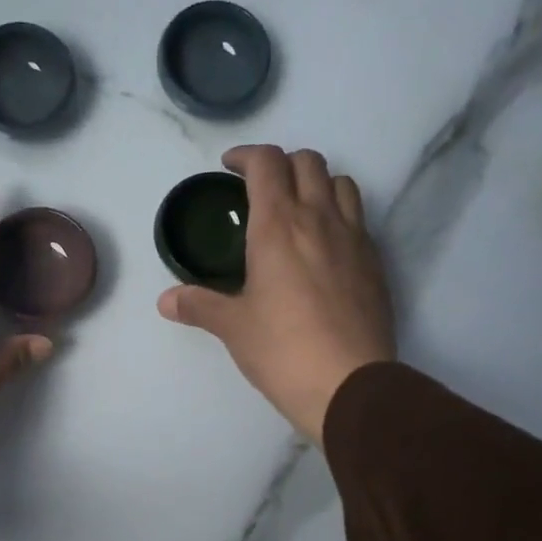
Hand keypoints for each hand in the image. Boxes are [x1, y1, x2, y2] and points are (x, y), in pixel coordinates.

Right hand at [158, 145, 394, 441]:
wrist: (350, 385)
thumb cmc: (282, 350)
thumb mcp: (233, 327)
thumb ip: (198, 306)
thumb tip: (165, 301)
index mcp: (279, 226)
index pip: (267, 163)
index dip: (246, 156)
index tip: (230, 168)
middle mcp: (320, 219)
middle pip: (308, 162)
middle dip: (281, 164)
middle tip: (260, 190)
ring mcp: (354, 239)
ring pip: (341, 183)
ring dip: (317, 183)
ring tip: (298, 209)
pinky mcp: (375, 263)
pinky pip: (358, 219)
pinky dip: (339, 216)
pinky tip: (324, 249)